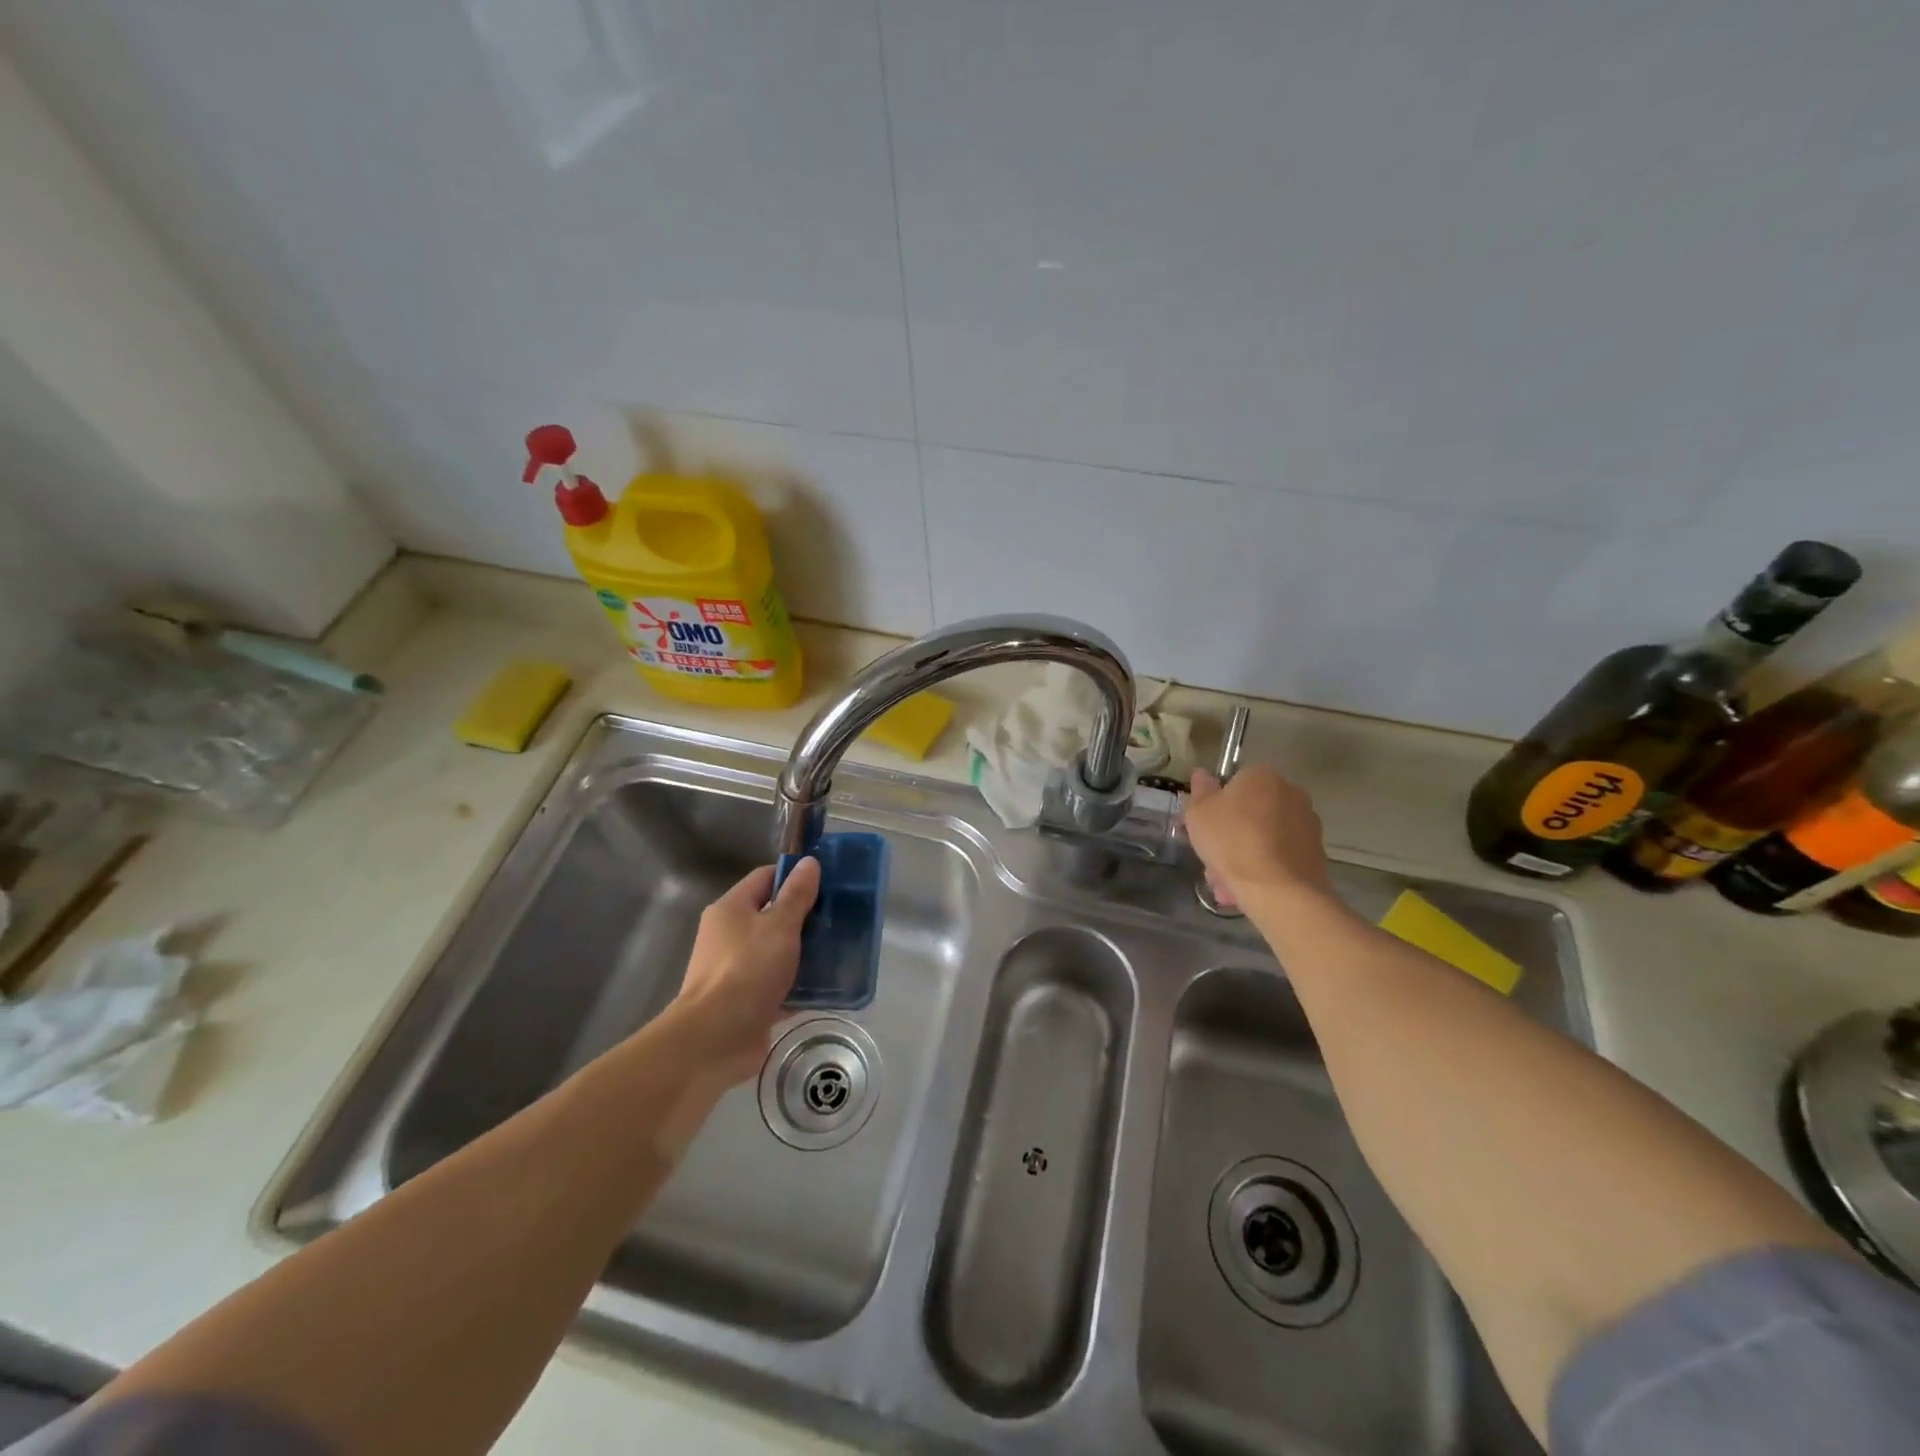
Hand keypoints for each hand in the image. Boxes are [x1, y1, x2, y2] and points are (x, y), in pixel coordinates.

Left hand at [670, 858, 821, 1085]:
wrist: (715, 1039)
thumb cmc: (747, 970)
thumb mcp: (779, 926)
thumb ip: (797, 895)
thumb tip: (809, 862)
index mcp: (731, 909)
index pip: (765, 878)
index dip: (794, 876)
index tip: (827, 882)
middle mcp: (730, 936)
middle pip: (773, 916)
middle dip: (806, 917)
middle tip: (840, 917)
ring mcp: (737, 971)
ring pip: (778, 952)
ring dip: (806, 952)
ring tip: (842, 949)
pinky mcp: (748, 1002)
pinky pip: (780, 986)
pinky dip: (801, 985)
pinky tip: (829, 985)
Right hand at [1186, 766, 1333, 908]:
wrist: (1279, 890)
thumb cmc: (1232, 842)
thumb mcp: (1198, 814)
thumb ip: (1200, 791)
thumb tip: (1203, 774)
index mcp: (1261, 776)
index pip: (1234, 782)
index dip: (1216, 806)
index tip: (1204, 828)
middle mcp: (1290, 792)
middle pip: (1250, 812)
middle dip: (1230, 835)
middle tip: (1212, 859)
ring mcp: (1307, 823)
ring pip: (1264, 837)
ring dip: (1245, 855)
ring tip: (1227, 884)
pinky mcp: (1316, 852)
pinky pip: (1280, 856)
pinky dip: (1265, 868)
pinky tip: (1247, 890)